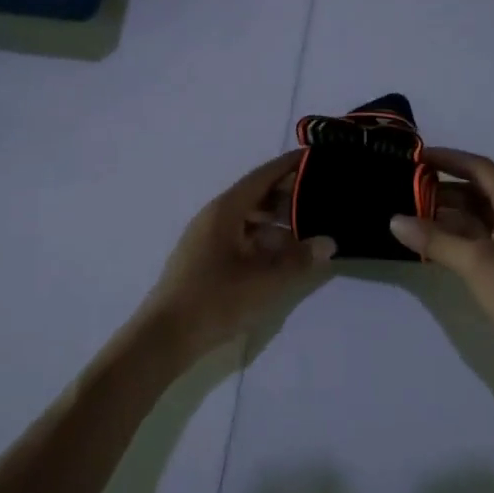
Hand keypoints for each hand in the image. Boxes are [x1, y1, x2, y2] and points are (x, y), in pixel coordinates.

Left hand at [136, 150, 334, 362]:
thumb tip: (328, 242)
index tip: (314, 156)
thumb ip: (299, 260)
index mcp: (225, 211)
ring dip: (277, 222)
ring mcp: (207, 239)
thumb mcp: (265, 281)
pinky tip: (283, 256)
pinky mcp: (205, 260)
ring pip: (249, 220)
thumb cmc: (215, 300)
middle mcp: (214, 218)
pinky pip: (240, 239)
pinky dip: (263, 241)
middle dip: (287, 195)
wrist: (165, 336)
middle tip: (321, 196)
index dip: (288, 165)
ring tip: (309, 229)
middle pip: (256, 196)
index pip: (262, 176)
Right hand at [390, 149, 493, 381]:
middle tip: (403, 191)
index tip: (415, 156)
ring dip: (445, 218)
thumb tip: (395, 220)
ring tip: (408, 218)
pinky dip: (454, 242)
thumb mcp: (477, 261)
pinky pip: (477, 245)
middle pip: (476, 193)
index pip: (479, 168)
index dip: (448, 159)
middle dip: (441, 190)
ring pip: (476, 221)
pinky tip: (430, 248)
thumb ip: (435, 239)